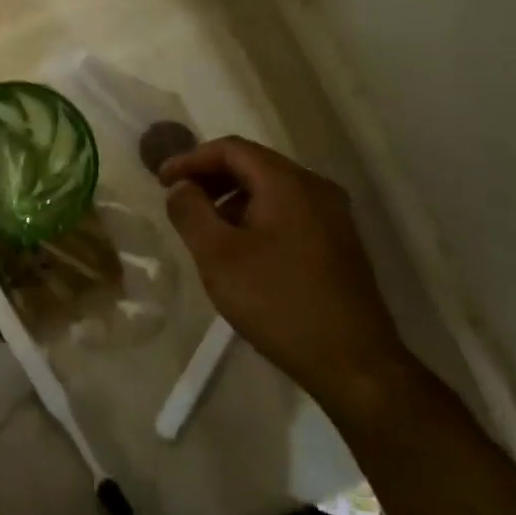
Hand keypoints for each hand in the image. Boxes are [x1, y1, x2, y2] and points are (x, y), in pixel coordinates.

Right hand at [158, 137, 411, 411]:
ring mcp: (333, 217)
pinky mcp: (338, 244)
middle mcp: (316, 189)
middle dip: (210, 177)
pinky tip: (239, 249)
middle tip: (178, 200)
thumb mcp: (217, 255)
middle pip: (253, 165)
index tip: (161, 181)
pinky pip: (287, 212)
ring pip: (271, 190)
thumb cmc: (278, 302)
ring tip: (204, 228)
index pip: (231, 149)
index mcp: (288, 183)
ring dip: (231, 198)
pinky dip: (255, 216)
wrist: (354, 365)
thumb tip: (181, 187)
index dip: (190, 159)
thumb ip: (190, 211)